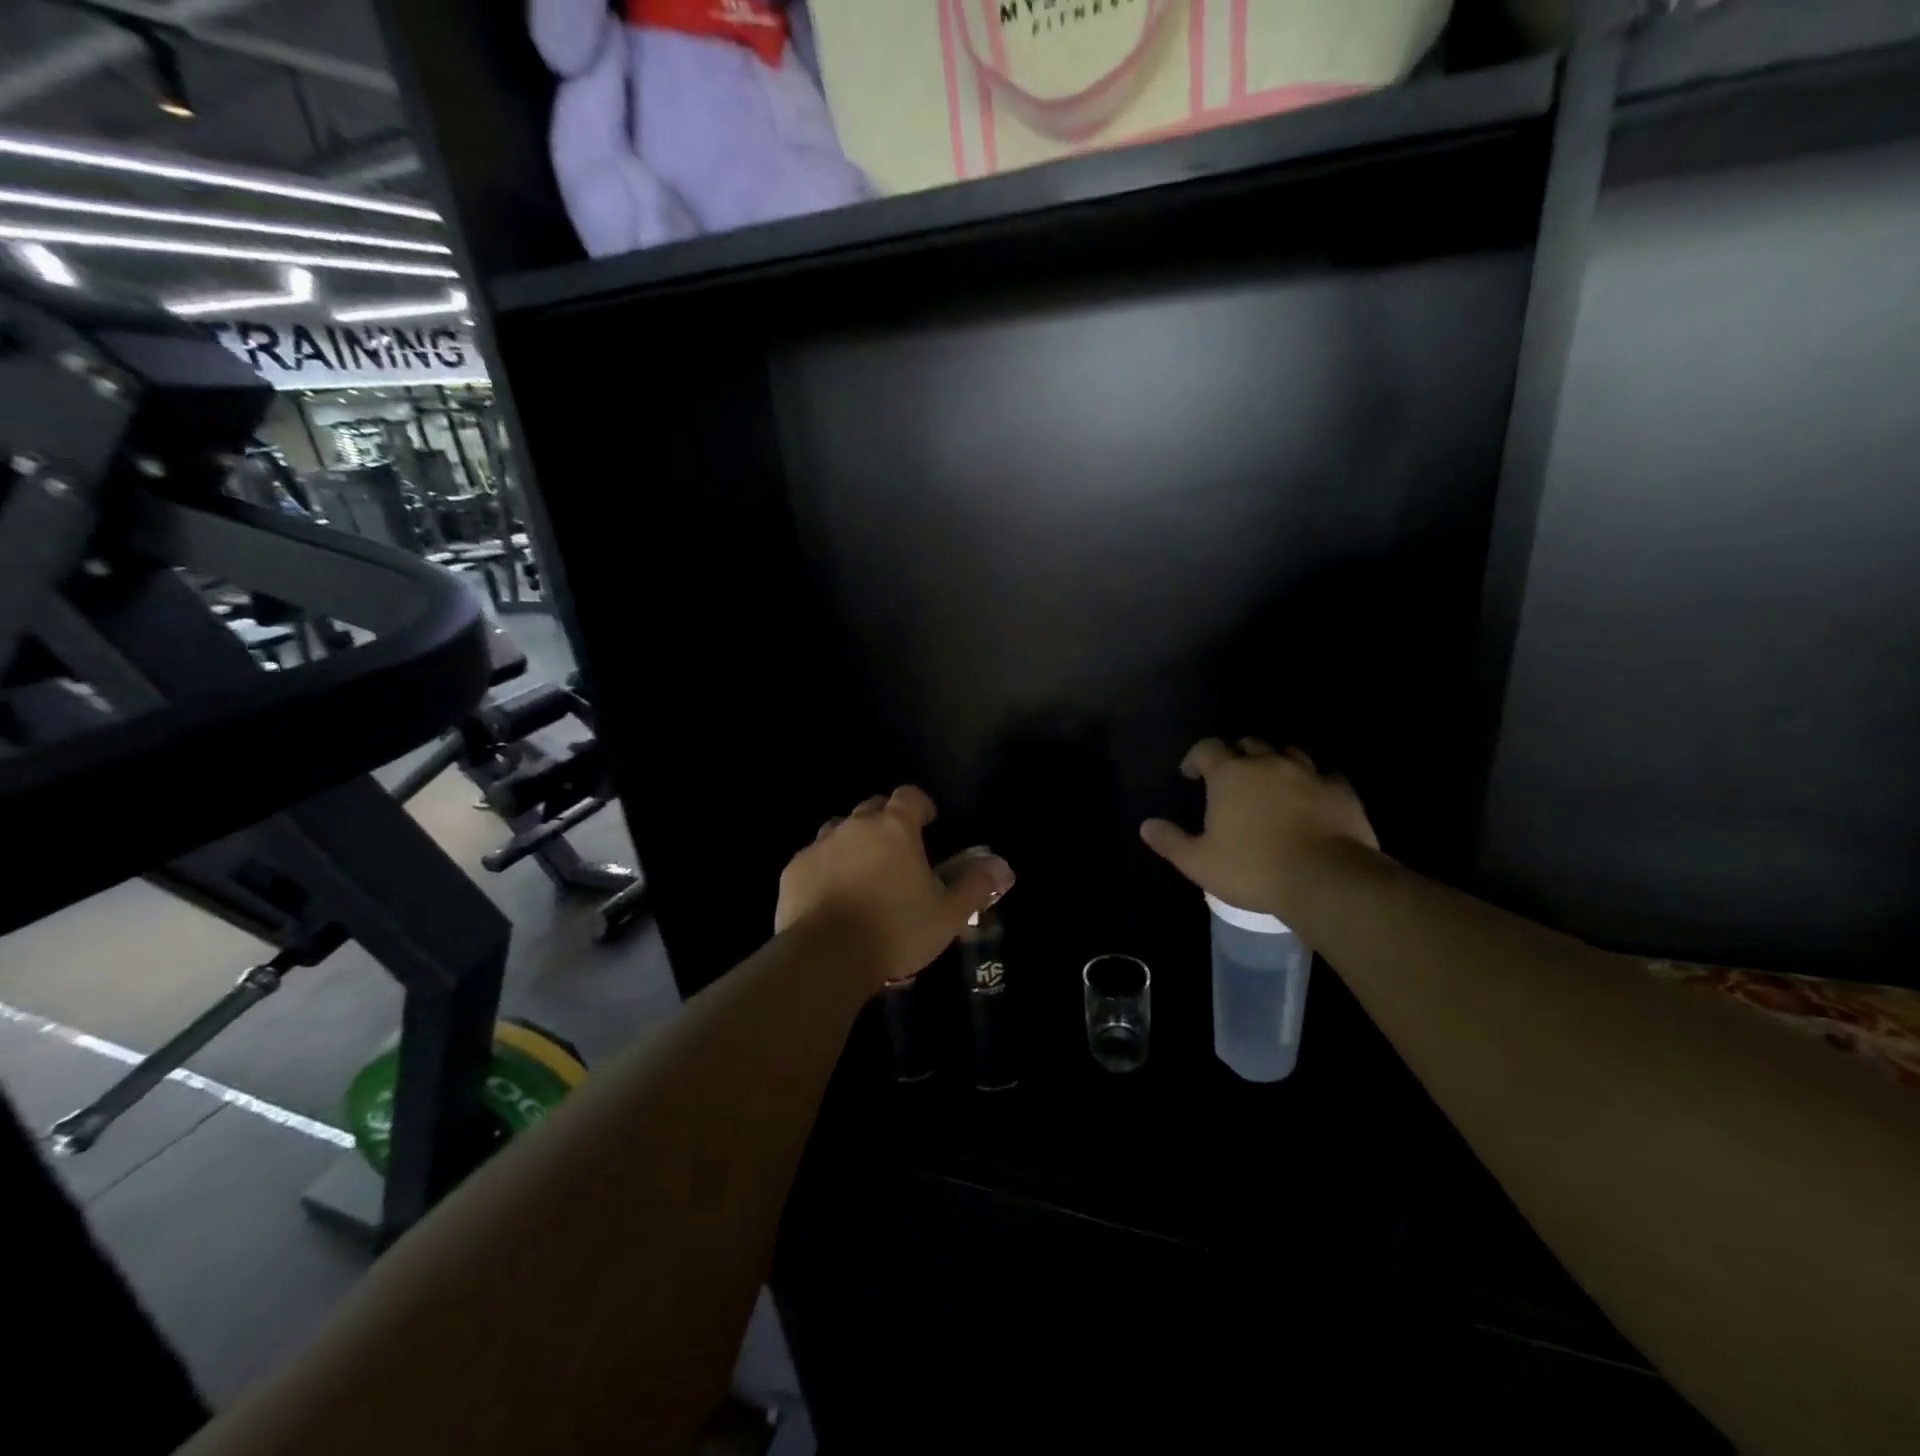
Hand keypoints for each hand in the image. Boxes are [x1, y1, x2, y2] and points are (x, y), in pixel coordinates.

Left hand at [776, 786, 1014, 988]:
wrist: (826, 957)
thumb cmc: (896, 931)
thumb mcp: (948, 915)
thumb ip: (976, 886)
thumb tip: (1002, 867)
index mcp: (895, 828)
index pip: (909, 796)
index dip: (920, 806)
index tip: (928, 823)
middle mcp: (856, 826)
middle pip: (872, 808)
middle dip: (886, 821)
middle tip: (897, 851)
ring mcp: (820, 845)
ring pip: (839, 829)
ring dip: (853, 841)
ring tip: (862, 872)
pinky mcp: (794, 869)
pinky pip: (813, 858)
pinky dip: (825, 867)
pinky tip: (831, 895)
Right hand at [1139, 739, 1377, 918]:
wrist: (1326, 879)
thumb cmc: (1253, 868)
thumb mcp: (1199, 862)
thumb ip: (1171, 841)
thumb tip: (1146, 826)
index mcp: (1230, 775)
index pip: (1207, 748)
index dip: (1196, 757)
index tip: (1191, 774)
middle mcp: (1268, 763)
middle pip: (1248, 743)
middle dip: (1236, 754)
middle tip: (1231, 776)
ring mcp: (1309, 773)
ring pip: (1289, 751)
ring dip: (1276, 760)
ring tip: (1272, 779)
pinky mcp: (1341, 790)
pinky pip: (1325, 773)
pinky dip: (1314, 779)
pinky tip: (1312, 794)